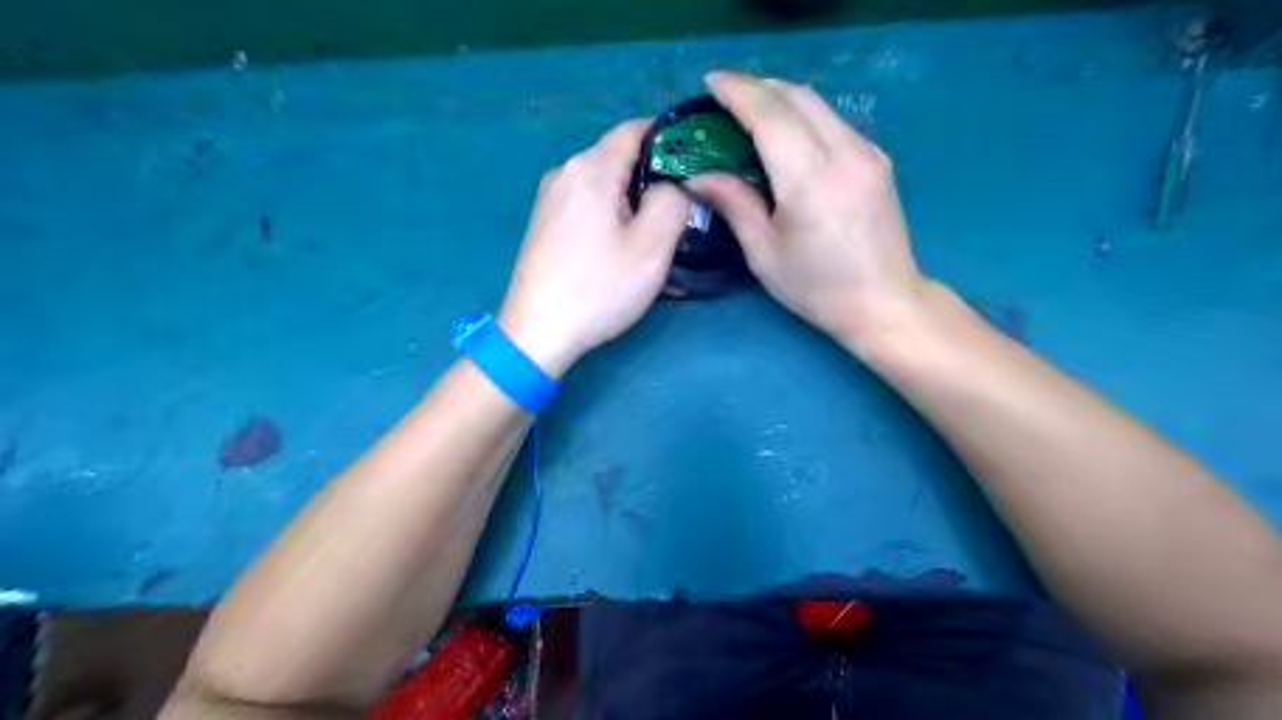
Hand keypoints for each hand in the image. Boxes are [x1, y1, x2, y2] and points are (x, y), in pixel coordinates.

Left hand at [497, 119, 686, 376]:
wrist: (537, 332)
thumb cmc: (598, 288)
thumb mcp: (652, 246)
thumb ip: (673, 200)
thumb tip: (670, 185)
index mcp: (591, 168)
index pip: (638, 128)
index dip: (671, 141)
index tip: (696, 168)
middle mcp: (565, 171)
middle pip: (621, 159)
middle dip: (654, 181)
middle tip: (680, 216)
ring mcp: (550, 198)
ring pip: (606, 186)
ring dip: (634, 206)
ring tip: (654, 241)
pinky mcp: (545, 223)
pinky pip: (588, 207)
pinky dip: (612, 220)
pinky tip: (623, 252)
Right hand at [687, 72, 928, 351]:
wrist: (884, 302)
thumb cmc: (816, 288)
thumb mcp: (764, 253)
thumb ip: (734, 204)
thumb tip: (697, 176)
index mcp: (811, 181)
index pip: (770, 115)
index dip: (737, 92)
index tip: (710, 82)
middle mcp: (845, 154)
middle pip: (797, 97)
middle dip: (757, 86)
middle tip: (724, 96)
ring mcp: (868, 152)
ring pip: (818, 104)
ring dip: (780, 97)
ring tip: (750, 110)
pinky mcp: (878, 159)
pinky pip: (833, 121)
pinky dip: (803, 115)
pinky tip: (786, 133)